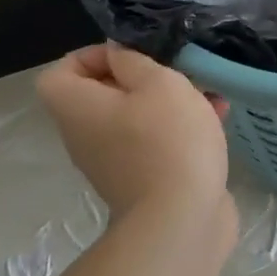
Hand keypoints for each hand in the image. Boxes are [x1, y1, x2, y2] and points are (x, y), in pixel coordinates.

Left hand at [36, 44, 232, 222]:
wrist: (181, 221)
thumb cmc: (167, 140)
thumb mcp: (158, 83)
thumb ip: (134, 60)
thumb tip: (117, 54)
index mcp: (78, 108)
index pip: (58, 73)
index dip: (90, 56)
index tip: (130, 55)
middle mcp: (85, 136)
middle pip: (101, 94)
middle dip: (140, 77)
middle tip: (174, 71)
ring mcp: (113, 163)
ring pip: (134, 118)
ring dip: (167, 102)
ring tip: (206, 92)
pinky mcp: (142, 181)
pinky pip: (154, 142)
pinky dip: (178, 128)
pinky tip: (217, 118)